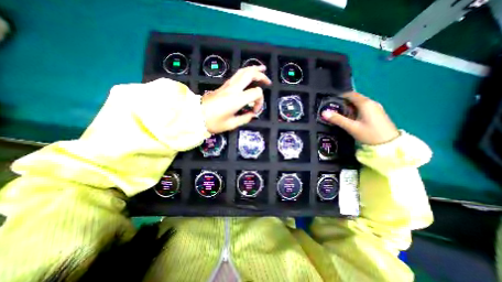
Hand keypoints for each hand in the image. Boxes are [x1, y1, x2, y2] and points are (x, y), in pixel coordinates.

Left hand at [201, 65, 272, 132]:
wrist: (194, 116)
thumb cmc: (213, 122)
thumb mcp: (231, 124)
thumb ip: (245, 118)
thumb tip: (252, 114)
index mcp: (236, 99)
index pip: (256, 93)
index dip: (259, 102)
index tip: (254, 112)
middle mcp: (233, 89)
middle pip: (249, 74)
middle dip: (261, 75)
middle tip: (268, 81)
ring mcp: (227, 85)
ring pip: (242, 71)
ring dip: (253, 69)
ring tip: (262, 70)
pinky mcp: (223, 86)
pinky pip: (237, 75)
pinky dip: (245, 73)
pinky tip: (249, 76)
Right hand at [321, 92, 399, 145]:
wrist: (389, 144)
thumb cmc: (369, 134)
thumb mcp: (351, 127)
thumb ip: (337, 119)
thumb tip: (324, 113)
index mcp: (365, 103)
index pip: (351, 94)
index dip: (340, 96)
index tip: (331, 102)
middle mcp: (371, 103)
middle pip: (355, 98)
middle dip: (344, 102)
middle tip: (334, 110)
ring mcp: (376, 108)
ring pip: (359, 104)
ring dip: (349, 107)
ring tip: (340, 115)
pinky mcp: (377, 113)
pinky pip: (364, 108)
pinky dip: (355, 110)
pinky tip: (351, 119)